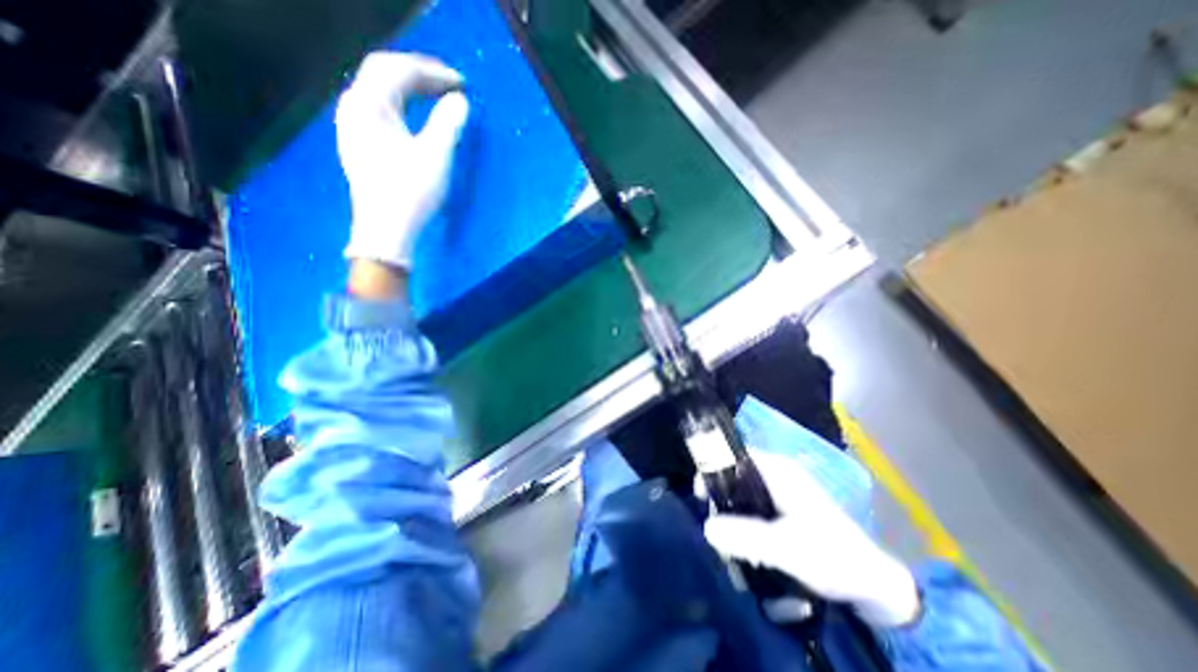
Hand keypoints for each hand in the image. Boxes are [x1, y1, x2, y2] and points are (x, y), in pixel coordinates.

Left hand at [337, 49, 471, 270]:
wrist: (386, 230)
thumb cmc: (410, 193)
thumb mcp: (435, 157)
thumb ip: (448, 123)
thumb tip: (459, 101)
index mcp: (367, 105)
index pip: (397, 69)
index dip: (431, 70)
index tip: (461, 82)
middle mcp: (354, 108)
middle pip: (384, 75)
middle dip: (420, 76)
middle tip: (452, 86)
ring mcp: (353, 127)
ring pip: (382, 93)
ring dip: (411, 90)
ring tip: (438, 97)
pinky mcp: (360, 144)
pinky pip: (381, 111)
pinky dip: (404, 106)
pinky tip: (417, 117)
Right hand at [705, 449, 918, 626]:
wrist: (875, 586)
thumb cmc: (832, 557)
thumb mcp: (786, 548)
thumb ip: (746, 536)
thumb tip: (706, 526)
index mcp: (777, 470)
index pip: (734, 455)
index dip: (713, 469)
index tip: (700, 496)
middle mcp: (777, 474)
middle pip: (735, 475)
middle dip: (722, 499)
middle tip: (717, 528)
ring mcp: (782, 491)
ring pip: (743, 493)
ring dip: (733, 515)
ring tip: (732, 544)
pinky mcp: (786, 509)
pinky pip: (754, 507)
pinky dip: (745, 522)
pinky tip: (748, 546)